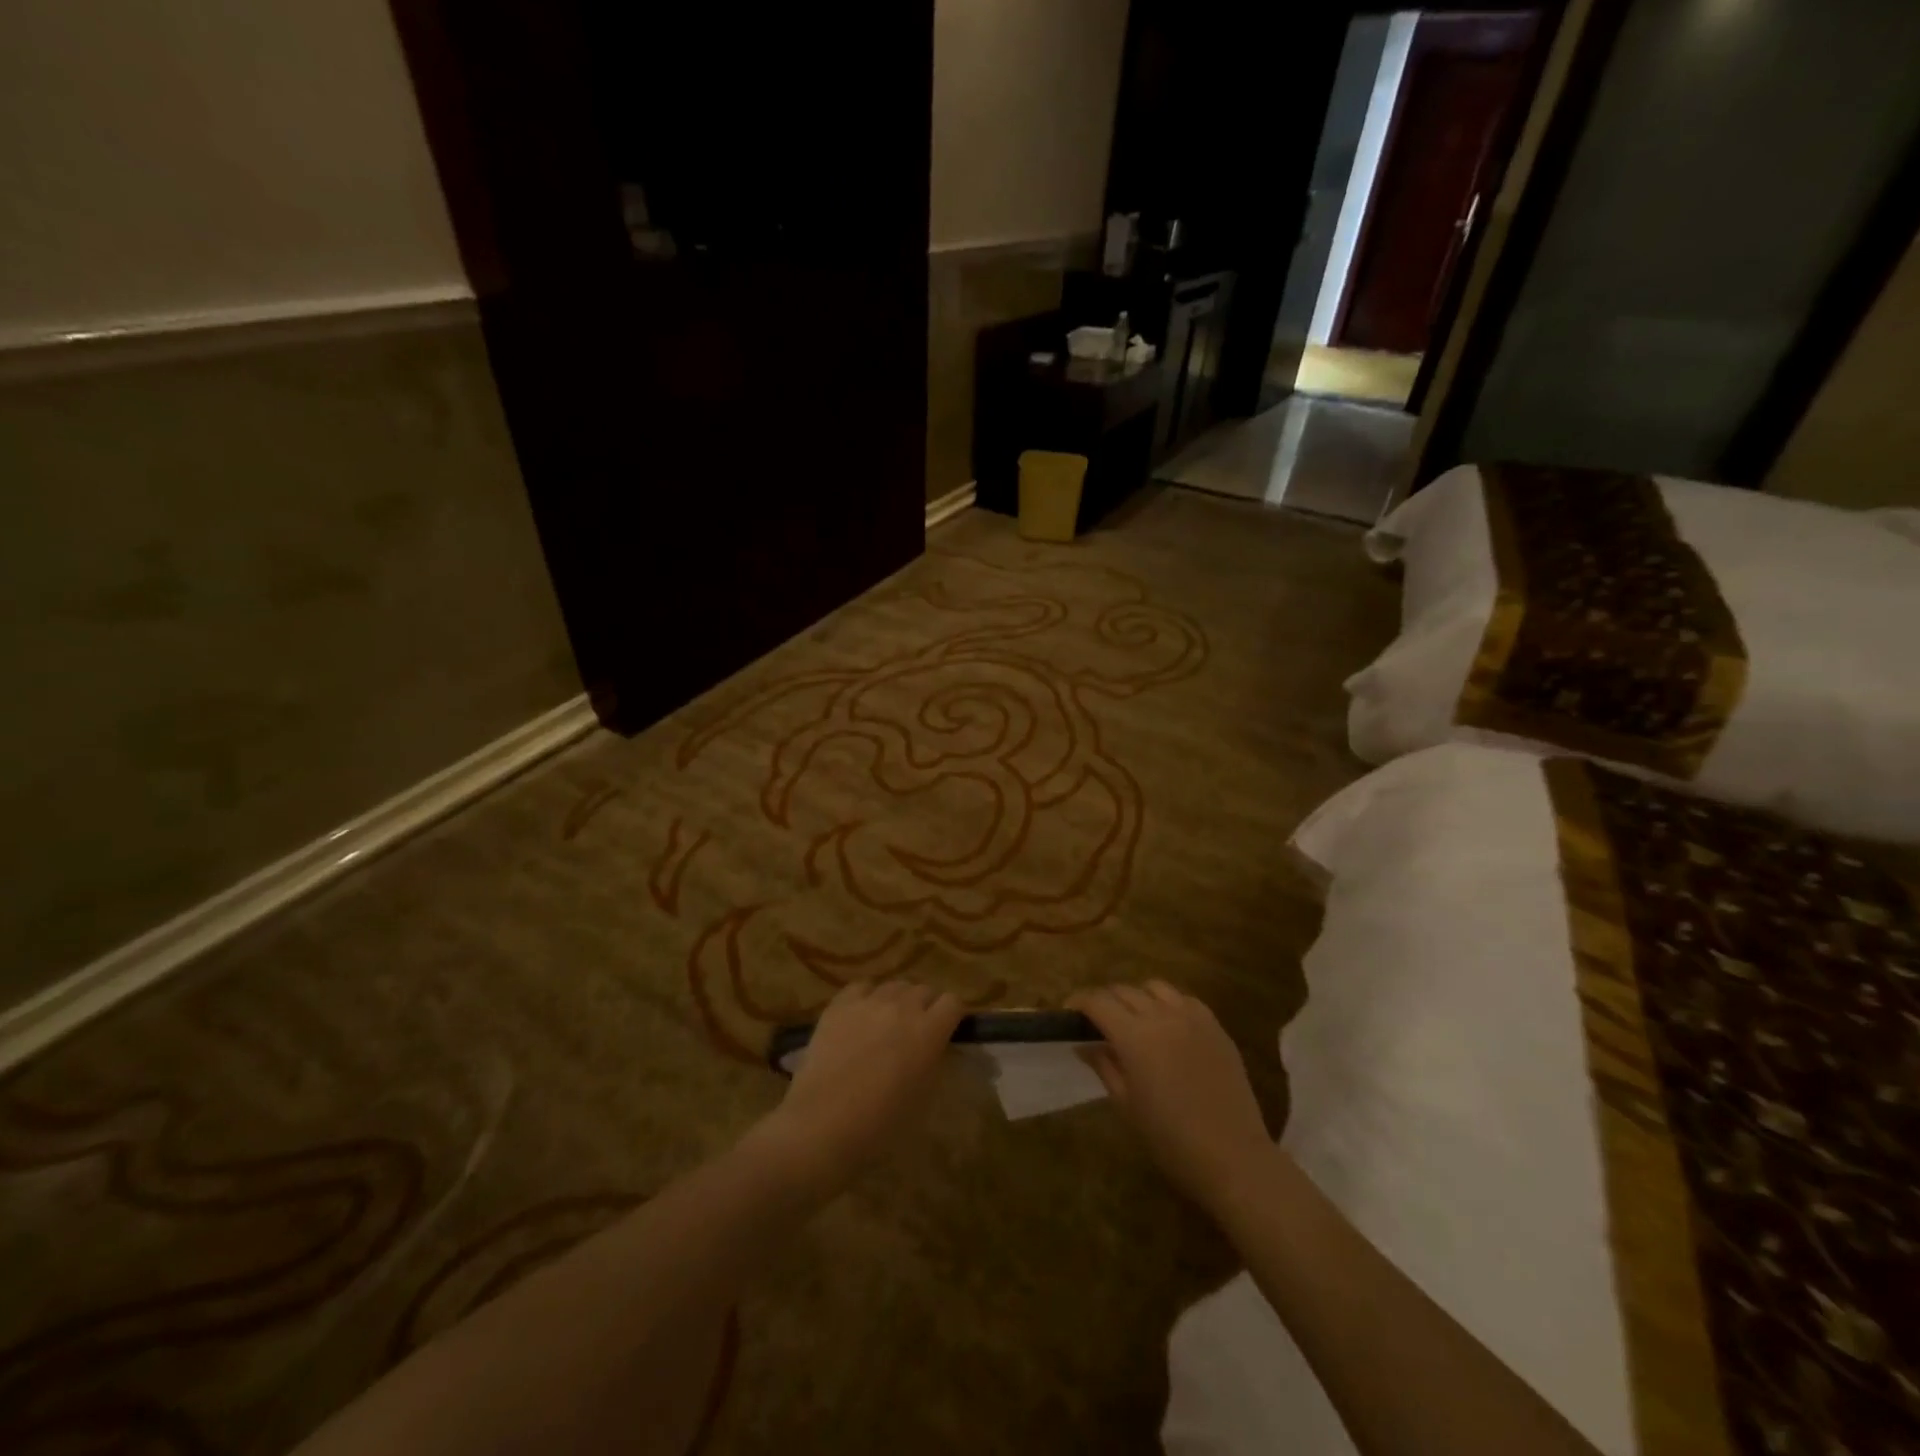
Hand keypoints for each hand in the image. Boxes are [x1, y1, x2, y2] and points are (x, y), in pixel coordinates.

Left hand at [756, 980, 964, 1193]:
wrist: (822, 1125)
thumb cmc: (880, 1125)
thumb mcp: (923, 1098)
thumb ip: (933, 1062)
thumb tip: (934, 1047)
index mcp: (929, 1031)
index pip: (953, 1002)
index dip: (951, 1015)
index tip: (946, 1030)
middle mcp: (902, 1007)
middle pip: (923, 990)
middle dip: (925, 1006)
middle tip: (915, 1031)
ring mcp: (869, 1002)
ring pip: (893, 986)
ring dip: (897, 1001)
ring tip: (886, 1023)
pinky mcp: (839, 1005)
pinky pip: (861, 987)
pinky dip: (866, 997)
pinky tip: (860, 1017)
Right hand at [1068, 981, 1273, 1209]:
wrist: (1233, 1157)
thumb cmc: (1170, 1139)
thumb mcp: (1126, 1104)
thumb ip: (1103, 1066)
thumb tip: (1083, 1043)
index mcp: (1134, 1036)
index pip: (1097, 1002)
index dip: (1078, 1002)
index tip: (1069, 1014)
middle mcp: (1161, 1016)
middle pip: (1123, 990)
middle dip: (1105, 1001)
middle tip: (1098, 1023)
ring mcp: (1192, 1017)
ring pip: (1155, 988)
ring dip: (1137, 998)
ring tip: (1135, 1020)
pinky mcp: (1215, 1026)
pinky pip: (1185, 1000)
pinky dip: (1169, 1005)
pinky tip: (1169, 1027)